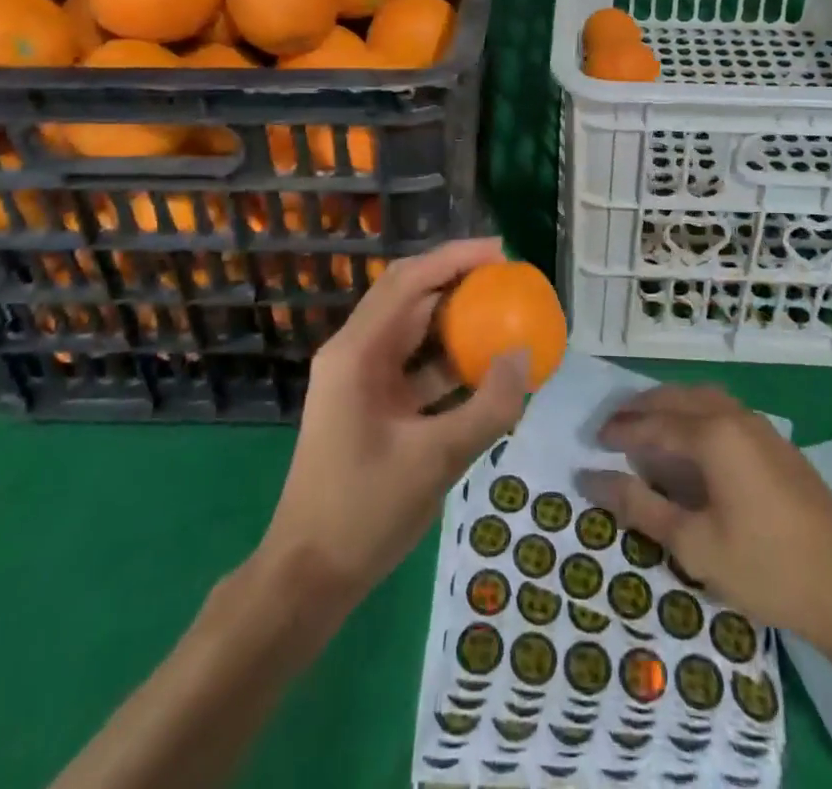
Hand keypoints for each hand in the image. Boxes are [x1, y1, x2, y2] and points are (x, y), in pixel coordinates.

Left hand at [258, 238, 528, 613]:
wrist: (306, 578)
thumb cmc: (364, 512)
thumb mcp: (436, 459)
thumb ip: (488, 406)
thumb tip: (525, 355)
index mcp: (356, 352)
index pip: (410, 281)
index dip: (455, 258)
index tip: (501, 252)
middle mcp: (354, 353)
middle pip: (408, 296)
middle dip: (456, 279)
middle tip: (507, 278)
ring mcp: (358, 379)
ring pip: (411, 330)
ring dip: (453, 319)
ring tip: (502, 313)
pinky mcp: (368, 404)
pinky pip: (412, 366)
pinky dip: (446, 360)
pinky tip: (483, 369)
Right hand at [577, 384, 831, 640]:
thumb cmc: (767, 567)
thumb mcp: (694, 545)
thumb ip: (640, 507)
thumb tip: (590, 478)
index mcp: (713, 434)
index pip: (653, 424)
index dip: (620, 431)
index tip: (592, 441)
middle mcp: (735, 417)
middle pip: (677, 398)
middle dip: (642, 408)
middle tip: (613, 426)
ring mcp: (761, 428)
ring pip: (704, 398)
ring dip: (670, 406)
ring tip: (648, 427)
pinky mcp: (779, 445)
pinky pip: (724, 411)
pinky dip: (696, 414)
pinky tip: (693, 443)